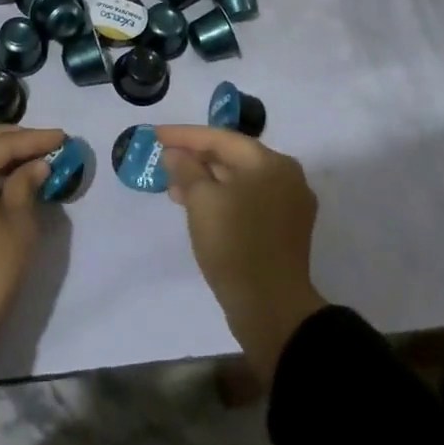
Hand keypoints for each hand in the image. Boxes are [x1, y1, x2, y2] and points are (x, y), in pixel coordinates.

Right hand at [157, 125, 326, 384]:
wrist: (271, 309)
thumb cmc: (235, 244)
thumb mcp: (201, 201)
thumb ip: (186, 169)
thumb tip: (175, 153)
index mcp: (271, 163)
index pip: (221, 138)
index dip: (184, 135)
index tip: (155, 135)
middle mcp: (286, 177)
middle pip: (233, 157)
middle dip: (195, 159)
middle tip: (163, 160)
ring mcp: (288, 205)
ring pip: (239, 181)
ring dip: (205, 181)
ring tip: (173, 188)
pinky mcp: (284, 230)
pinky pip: (247, 201)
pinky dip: (222, 199)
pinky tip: (197, 208)